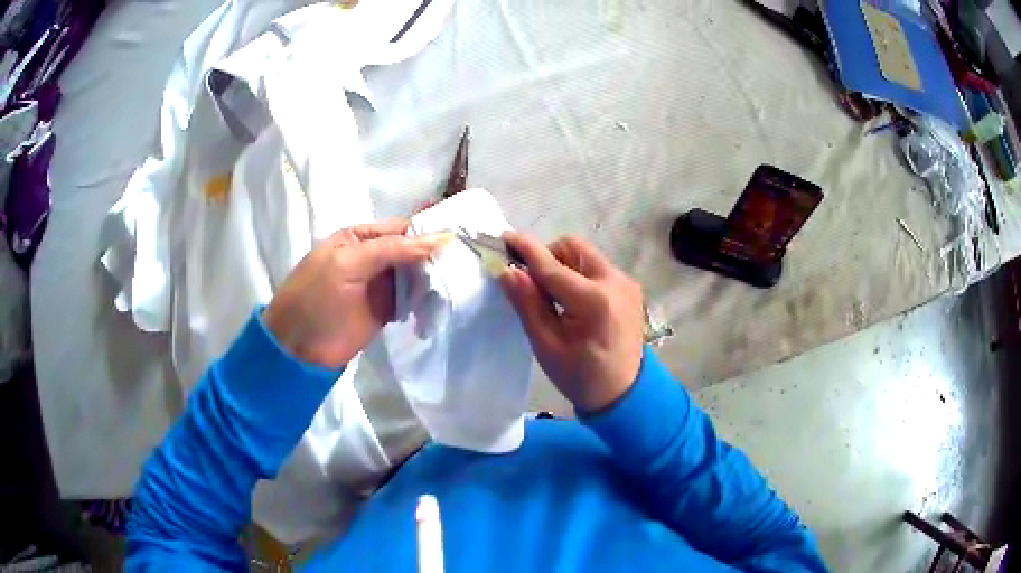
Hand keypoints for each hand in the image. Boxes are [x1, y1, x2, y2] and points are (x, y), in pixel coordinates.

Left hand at [263, 220, 450, 368]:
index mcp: (359, 238)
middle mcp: (372, 257)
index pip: (401, 228)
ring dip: (432, 279)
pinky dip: (425, 301)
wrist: (299, 348)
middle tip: (464, 264)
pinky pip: (411, 300)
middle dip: (434, 257)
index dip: (427, 233)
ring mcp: (380, 285)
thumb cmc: (316, 297)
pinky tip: (439, 304)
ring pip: (415, 275)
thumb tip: (438, 239)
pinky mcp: (386, 310)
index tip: (458, 240)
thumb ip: (390, 249)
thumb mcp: (348, 264)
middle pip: (412, 250)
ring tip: (456, 284)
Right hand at [499, 233, 644, 411]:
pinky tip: (573, 302)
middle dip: (547, 257)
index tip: (504, 238)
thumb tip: (507, 270)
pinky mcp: (629, 287)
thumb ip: (527, 303)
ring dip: (563, 265)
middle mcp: (615, 282)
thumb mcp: (546, 344)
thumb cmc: (580, 376)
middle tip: (533, 283)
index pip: (552, 266)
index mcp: (594, 301)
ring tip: (554, 296)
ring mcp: (626, 283)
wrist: (624, 394)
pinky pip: (596, 268)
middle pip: (572, 248)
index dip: (526, 250)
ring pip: (585, 255)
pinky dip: (578, 275)